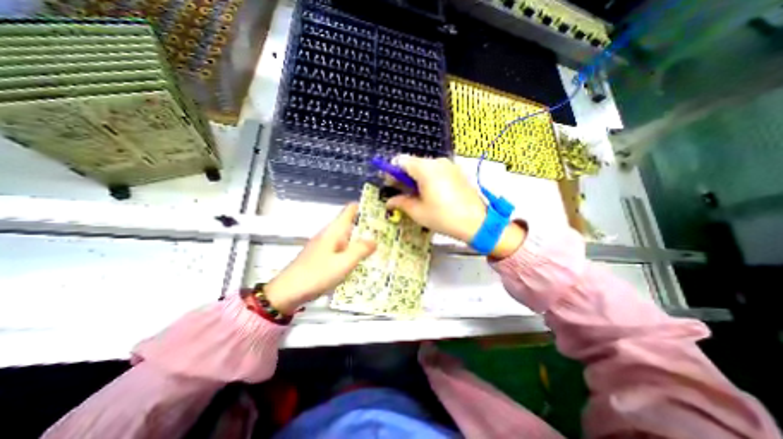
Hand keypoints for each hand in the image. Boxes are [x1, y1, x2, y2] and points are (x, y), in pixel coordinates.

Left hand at [263, 203, 375, 312]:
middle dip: (368, 225)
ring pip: (348, 237)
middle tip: (388, 231)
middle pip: (352, 223)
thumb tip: (374, 240)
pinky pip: (343, 248)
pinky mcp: (323, 256)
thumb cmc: (316, 275)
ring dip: (362, 239)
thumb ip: (360, 250)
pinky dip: (354, 250)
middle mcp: (330, 234)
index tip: (382, 211)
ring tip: (381, 244)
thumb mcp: (343, 263)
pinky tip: (362, 259)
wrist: (287, 292)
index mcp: (334, 230)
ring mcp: (326, 245)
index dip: (366, 207)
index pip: (351, 210)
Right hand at [385, 154, 524, 258]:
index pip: (400, 161)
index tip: (390, 185)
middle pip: (413, 163)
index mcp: (425, 168)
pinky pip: (437, 170)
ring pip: (425, 167)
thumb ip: (400, 202)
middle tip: (402, 193)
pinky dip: (429, 178)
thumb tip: (389, 201)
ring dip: (416, 178)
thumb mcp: (418, 212)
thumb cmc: (443, 217)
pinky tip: (432, 193)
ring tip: (418, 196)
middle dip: (404, 176)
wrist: (477, 222)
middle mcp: (437, 161)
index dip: (391, 172)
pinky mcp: (457, 171)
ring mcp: (449, 165)